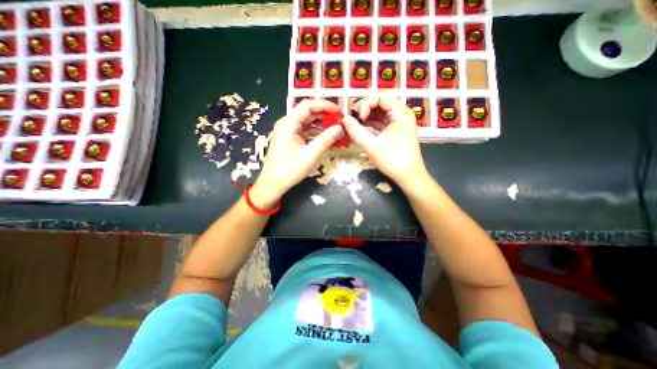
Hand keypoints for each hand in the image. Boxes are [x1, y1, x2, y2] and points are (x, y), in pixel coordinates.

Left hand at [253, 98, 344, 207]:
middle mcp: (286, 124)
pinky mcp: (290, 138)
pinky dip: (315, 132)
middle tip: (339, 119)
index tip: (338, 110)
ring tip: (335, 127)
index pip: (307, 106)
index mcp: (288, 124)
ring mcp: (287, 131)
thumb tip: (339, 128)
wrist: (273, 183)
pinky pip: (304, 130)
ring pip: (306, 121)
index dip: (324, 105)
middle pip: (307, 112)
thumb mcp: (310, 155)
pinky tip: (326, 135)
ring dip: (321, 123)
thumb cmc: (290, 170)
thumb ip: (325, 140)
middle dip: (324, 114)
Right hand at [342, 90, 428, 189]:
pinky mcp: (395, 131)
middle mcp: (401, 114)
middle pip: (381, 102)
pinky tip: (361, 128)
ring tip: (355, 124)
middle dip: (365, 108)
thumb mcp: (372, 146)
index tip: (359, 118)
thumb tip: (344, 119)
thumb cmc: (393, 161)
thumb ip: (356, 131)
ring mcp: (399, 123)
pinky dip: (371, 123)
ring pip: (380, 112)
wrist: (409, 177)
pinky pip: (381, 122)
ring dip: (367, 116)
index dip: (367, 103)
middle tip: (354, 119)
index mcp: (401, 113)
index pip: (381, 96)